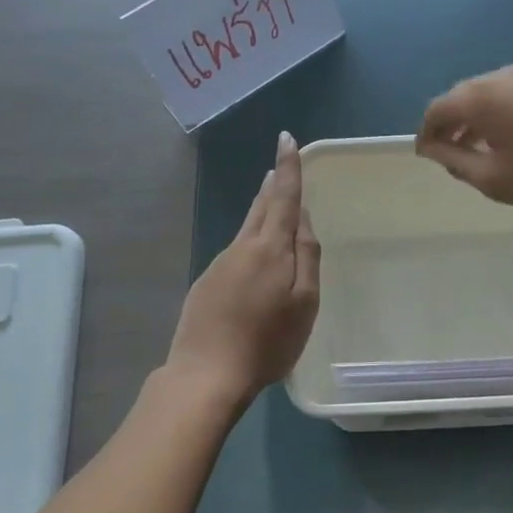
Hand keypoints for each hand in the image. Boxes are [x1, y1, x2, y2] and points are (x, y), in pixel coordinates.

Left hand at [165, 132, 321, 412]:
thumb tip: (303, 219)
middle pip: (261, 207)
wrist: (205, 374)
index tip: (286, 139)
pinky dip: (249, 244)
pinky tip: (254, 262)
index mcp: (270, 248)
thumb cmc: (267, 342)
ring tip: (273, 202)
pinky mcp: (206, 283)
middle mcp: (242, 247)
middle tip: (279, 167)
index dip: (287, 167)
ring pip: (246, 229)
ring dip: (261, 211)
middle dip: (273, 184)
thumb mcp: (304, 302)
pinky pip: (235, 253)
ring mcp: (220, 264)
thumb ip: (307, 256)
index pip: (283, 197)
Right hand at [415, 65, 512, 211]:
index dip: (426, 133)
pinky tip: (512, 140)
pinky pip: (512, 96)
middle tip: (449, 154)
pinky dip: (500, 115)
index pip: (437, 109)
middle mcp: (500, 77)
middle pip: (461, 96)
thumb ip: (455, 161)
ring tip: (478, 150)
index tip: (425, 155)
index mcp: (479, 97)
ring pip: (488, 95)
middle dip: (450, 124)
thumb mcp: (493, 178)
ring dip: (476, 120)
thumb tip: (432, 149)